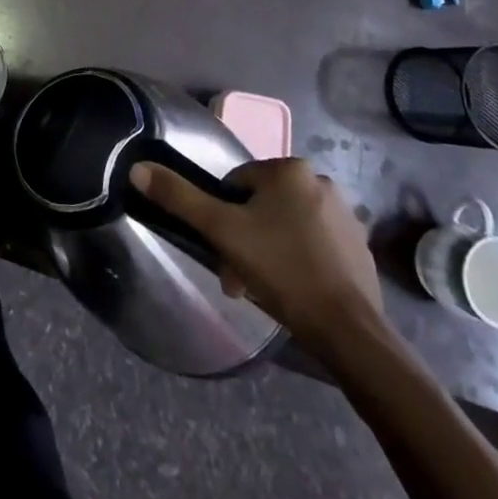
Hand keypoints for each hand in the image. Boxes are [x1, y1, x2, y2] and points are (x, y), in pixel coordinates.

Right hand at [130, 156, 384, 358]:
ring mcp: (346, 214)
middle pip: (264, 205)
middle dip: (246, 237)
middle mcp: (320, 180)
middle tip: (238, 275)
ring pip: (289, 224)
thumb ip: (179, 197)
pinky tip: (296, 291)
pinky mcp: (361, 247)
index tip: (222, 251)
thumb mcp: (221, 231)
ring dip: (271, 249)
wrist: (349, 331)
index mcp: (289, 168)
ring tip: (264, 288)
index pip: (237, 184)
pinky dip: (301, 260)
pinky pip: (316, 244)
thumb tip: (137, 167)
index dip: (223, 217)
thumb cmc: (281, 270)